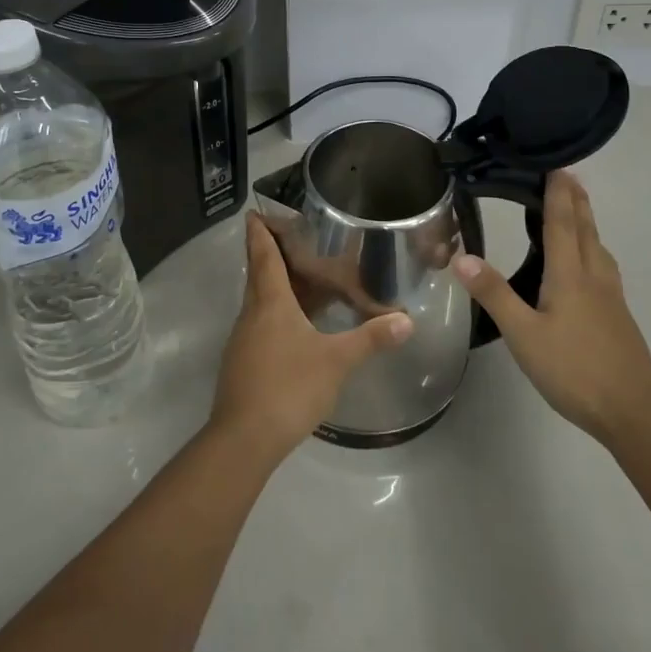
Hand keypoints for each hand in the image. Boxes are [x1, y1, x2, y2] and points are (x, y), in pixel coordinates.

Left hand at [210, 213, 414, 461]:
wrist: (244, 439)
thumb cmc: (289, 387)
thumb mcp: (336, 361)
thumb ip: (370, 338)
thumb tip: (406, 321)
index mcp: (270, 302)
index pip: (263, 256)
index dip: (259, 232)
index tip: (253, 212)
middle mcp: (251, 314)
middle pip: (259, 275)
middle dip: (270, 255)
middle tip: (292, 240)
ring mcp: (243, 340)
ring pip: (259, 301)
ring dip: (275, 286)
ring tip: (302, 279)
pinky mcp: (243, 363)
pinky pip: (260, 325)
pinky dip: (276, 313)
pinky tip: (296, 326)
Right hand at [453, 171, 650, 445]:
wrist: (632, 412)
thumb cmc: (573, 370)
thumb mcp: (523, 335)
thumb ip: (495, 294)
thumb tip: (462, 257)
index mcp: (570, 276)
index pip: (563, 224)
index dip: (558, 194)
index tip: (556, 166)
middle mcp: (594, 277)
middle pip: (586, 229)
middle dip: (576, 200)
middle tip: (568, 176)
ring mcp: (611, 297)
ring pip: (598, 247)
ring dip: (587, 222)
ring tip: (578, 211)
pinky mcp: (618, 316)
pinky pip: (604, 266)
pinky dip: (593, 248)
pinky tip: (589, 265)